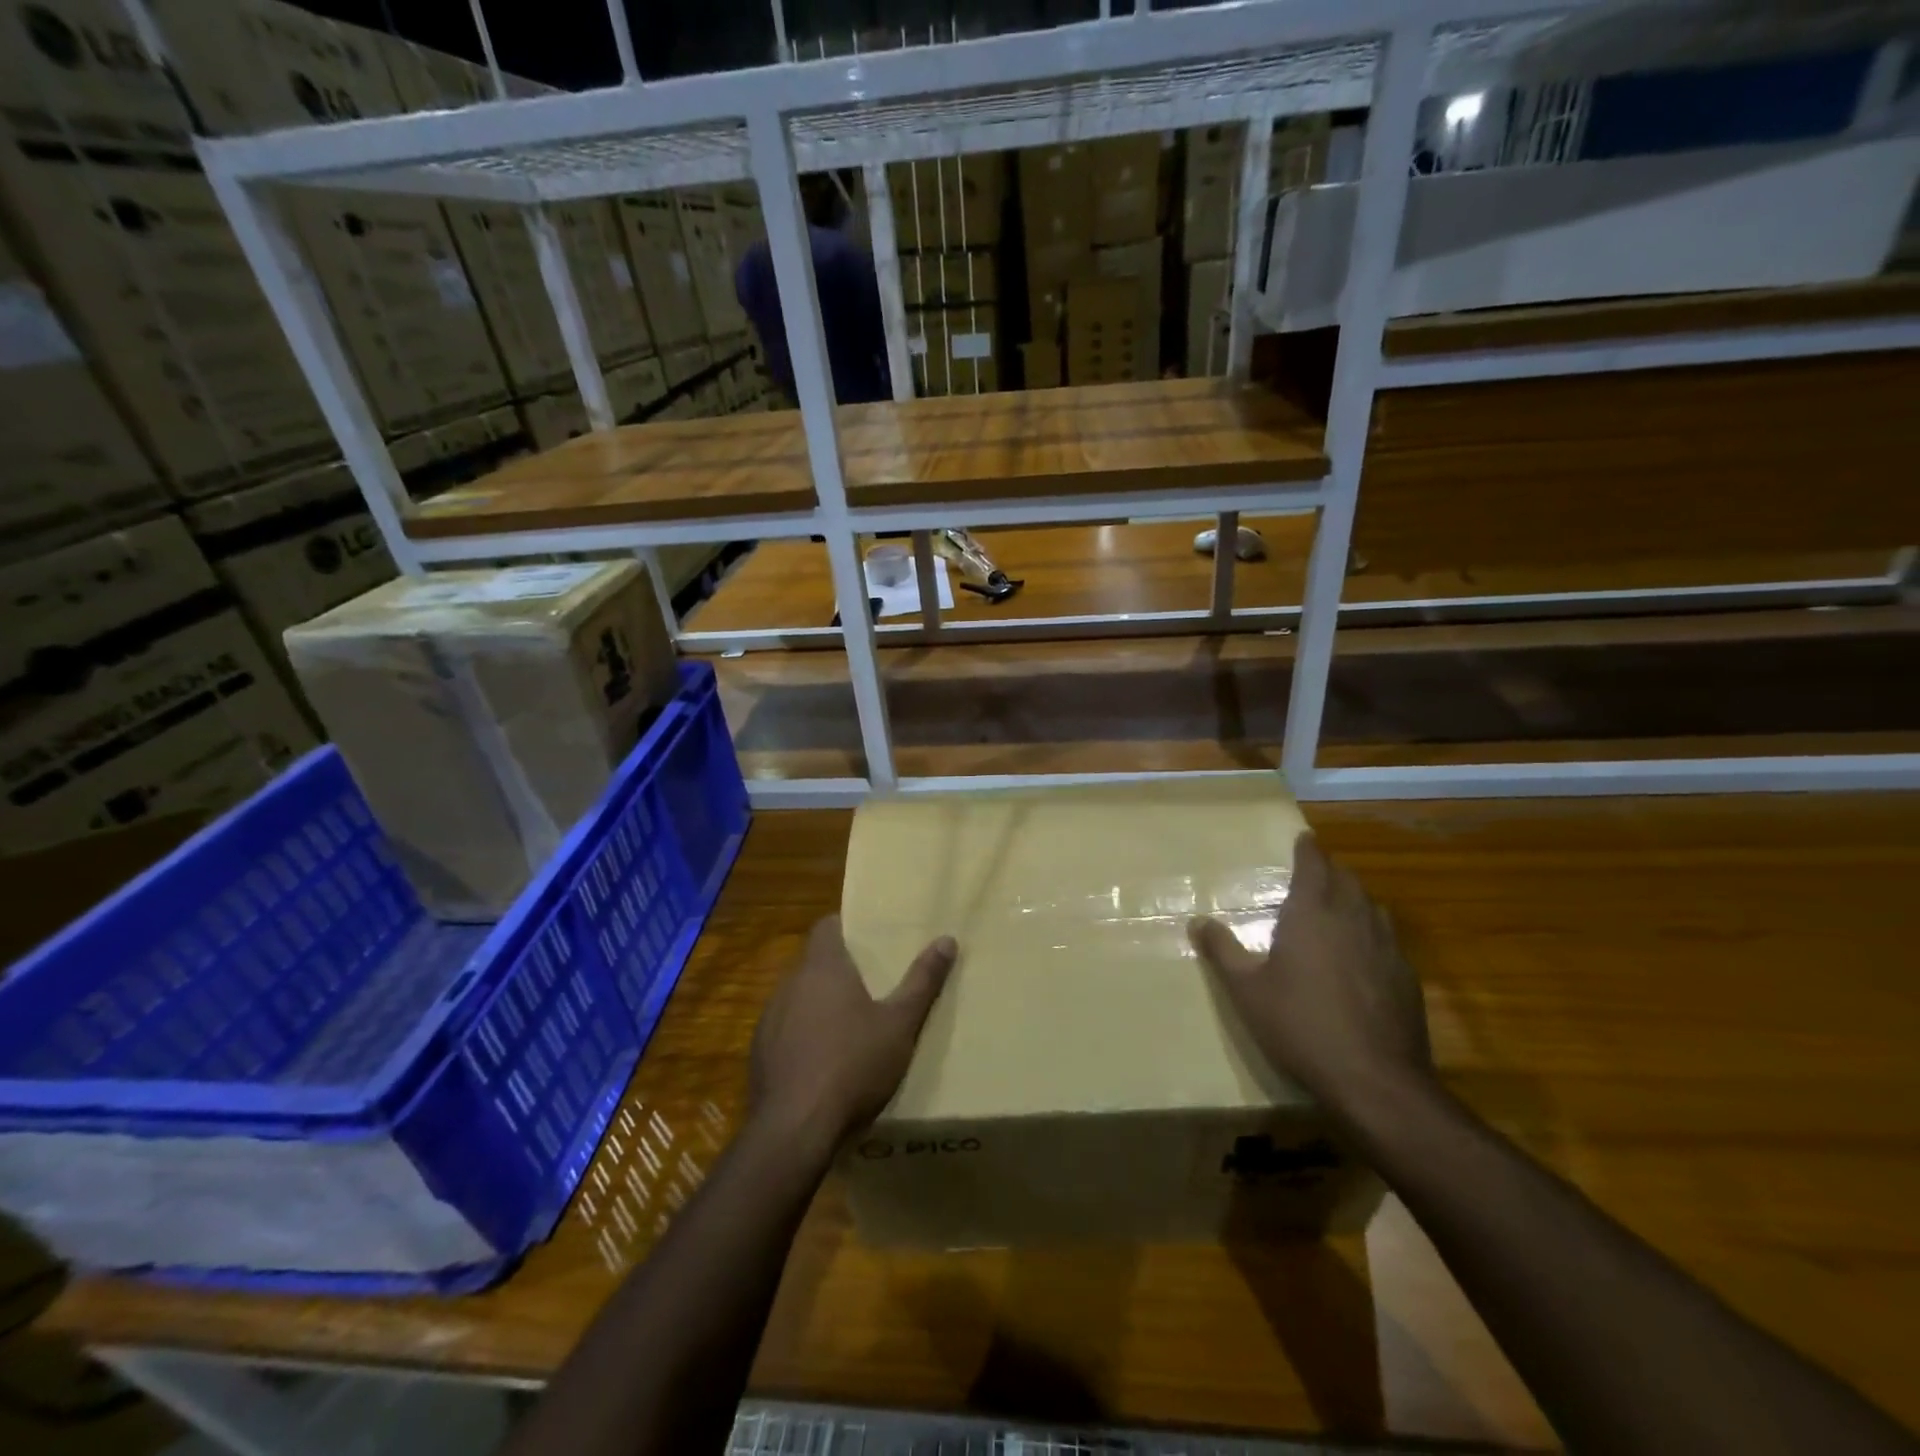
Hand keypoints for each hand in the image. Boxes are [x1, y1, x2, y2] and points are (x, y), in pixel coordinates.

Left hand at [749, 916, 956, 1153]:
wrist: (794, 1129)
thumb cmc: (853, 1065)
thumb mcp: (900, 1024)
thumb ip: (922, 981)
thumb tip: (947, 939)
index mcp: (823, 967)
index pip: (826, 926)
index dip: (846, 927)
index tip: (869, 939)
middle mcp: (790, 984)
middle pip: (814, 962)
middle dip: (839, 970)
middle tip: (872, 983)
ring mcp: (769, 1019)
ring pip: (798, 997)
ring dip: (820, 1004)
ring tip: (851, 1025)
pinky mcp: (759, 1053)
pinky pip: (785, 1030)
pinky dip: (803, 1036)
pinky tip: (824, 1062)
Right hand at [1188, 831, 1430, 1114]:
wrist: (1375, 1080)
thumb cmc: (1300, 1025)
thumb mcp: (1247, 990)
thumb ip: (1222, 951)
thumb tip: (1197, 921)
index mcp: (1312, 914)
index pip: (1314, 866)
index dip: (1308, 850)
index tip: (1304, 838)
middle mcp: (1353, 919)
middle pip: (1347, 880)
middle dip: (1331, 871)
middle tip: (1315, 873)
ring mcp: (1387, 948)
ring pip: (1372, 907)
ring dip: (1355, 899)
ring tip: (1340, 907)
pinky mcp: (1407, 977)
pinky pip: (1389, 939)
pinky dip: (1373, 933)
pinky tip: (1364, 956)